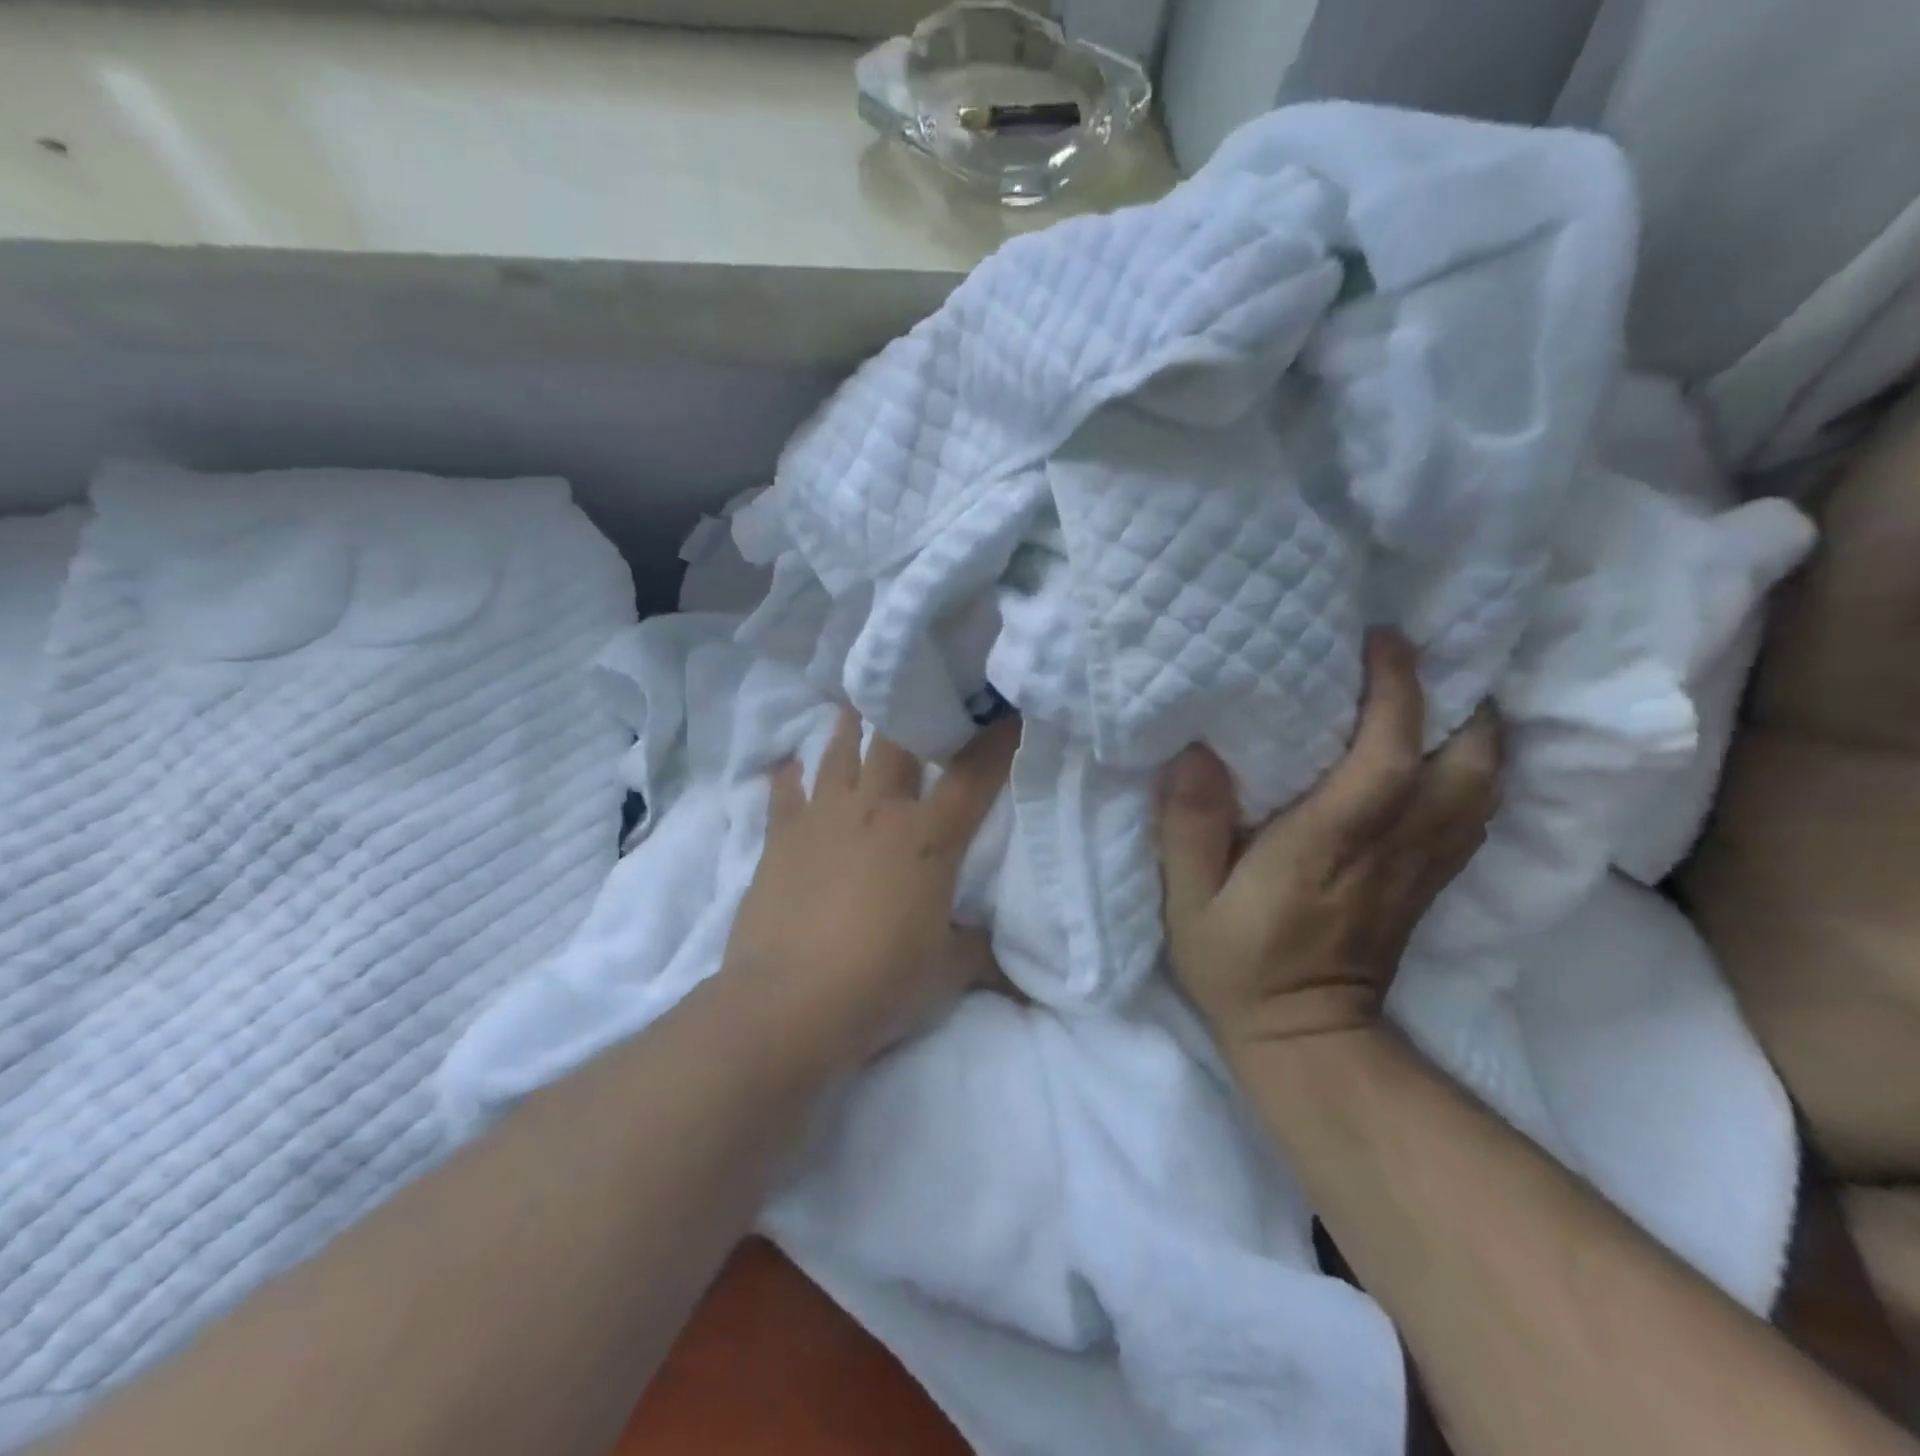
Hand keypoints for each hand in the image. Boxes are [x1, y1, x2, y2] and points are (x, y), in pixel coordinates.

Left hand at [723, 708, 1020, 1070]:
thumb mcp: (947, 973)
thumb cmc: (880, 984)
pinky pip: (784, 793)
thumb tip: (1020, 980)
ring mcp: (823, 819)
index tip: (1009, 709)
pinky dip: (787, 777)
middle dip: (912, 712)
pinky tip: (787, 764)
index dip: (997, 740)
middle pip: (897, 742)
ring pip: (838, 753)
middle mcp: (877, 811)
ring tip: (854, 701)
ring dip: (848, 726)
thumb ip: (982, 957)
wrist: (788, 1005)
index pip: (973, 776)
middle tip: (918, 689)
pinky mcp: (780, 838)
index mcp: (927, 838)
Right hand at [1158, 629, 1499, 1054]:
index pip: (1385, 754)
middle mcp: (1392, 848)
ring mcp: (1421, 869)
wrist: (1305, 1042)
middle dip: (1460, 701)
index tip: (1383, 639)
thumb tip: (1197, 752)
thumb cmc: (1238, 965)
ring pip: (1482, 787)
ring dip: (1475, 732)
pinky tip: (1444, 755)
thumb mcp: (1190, 901)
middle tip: (1424, 662)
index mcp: (1330, 845)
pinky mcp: (1428, 884)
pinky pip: (1472, 814)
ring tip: (1438, 696)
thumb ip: (1189, 827)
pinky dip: (1472, 772)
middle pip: (1467, 763)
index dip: (1396, 690)